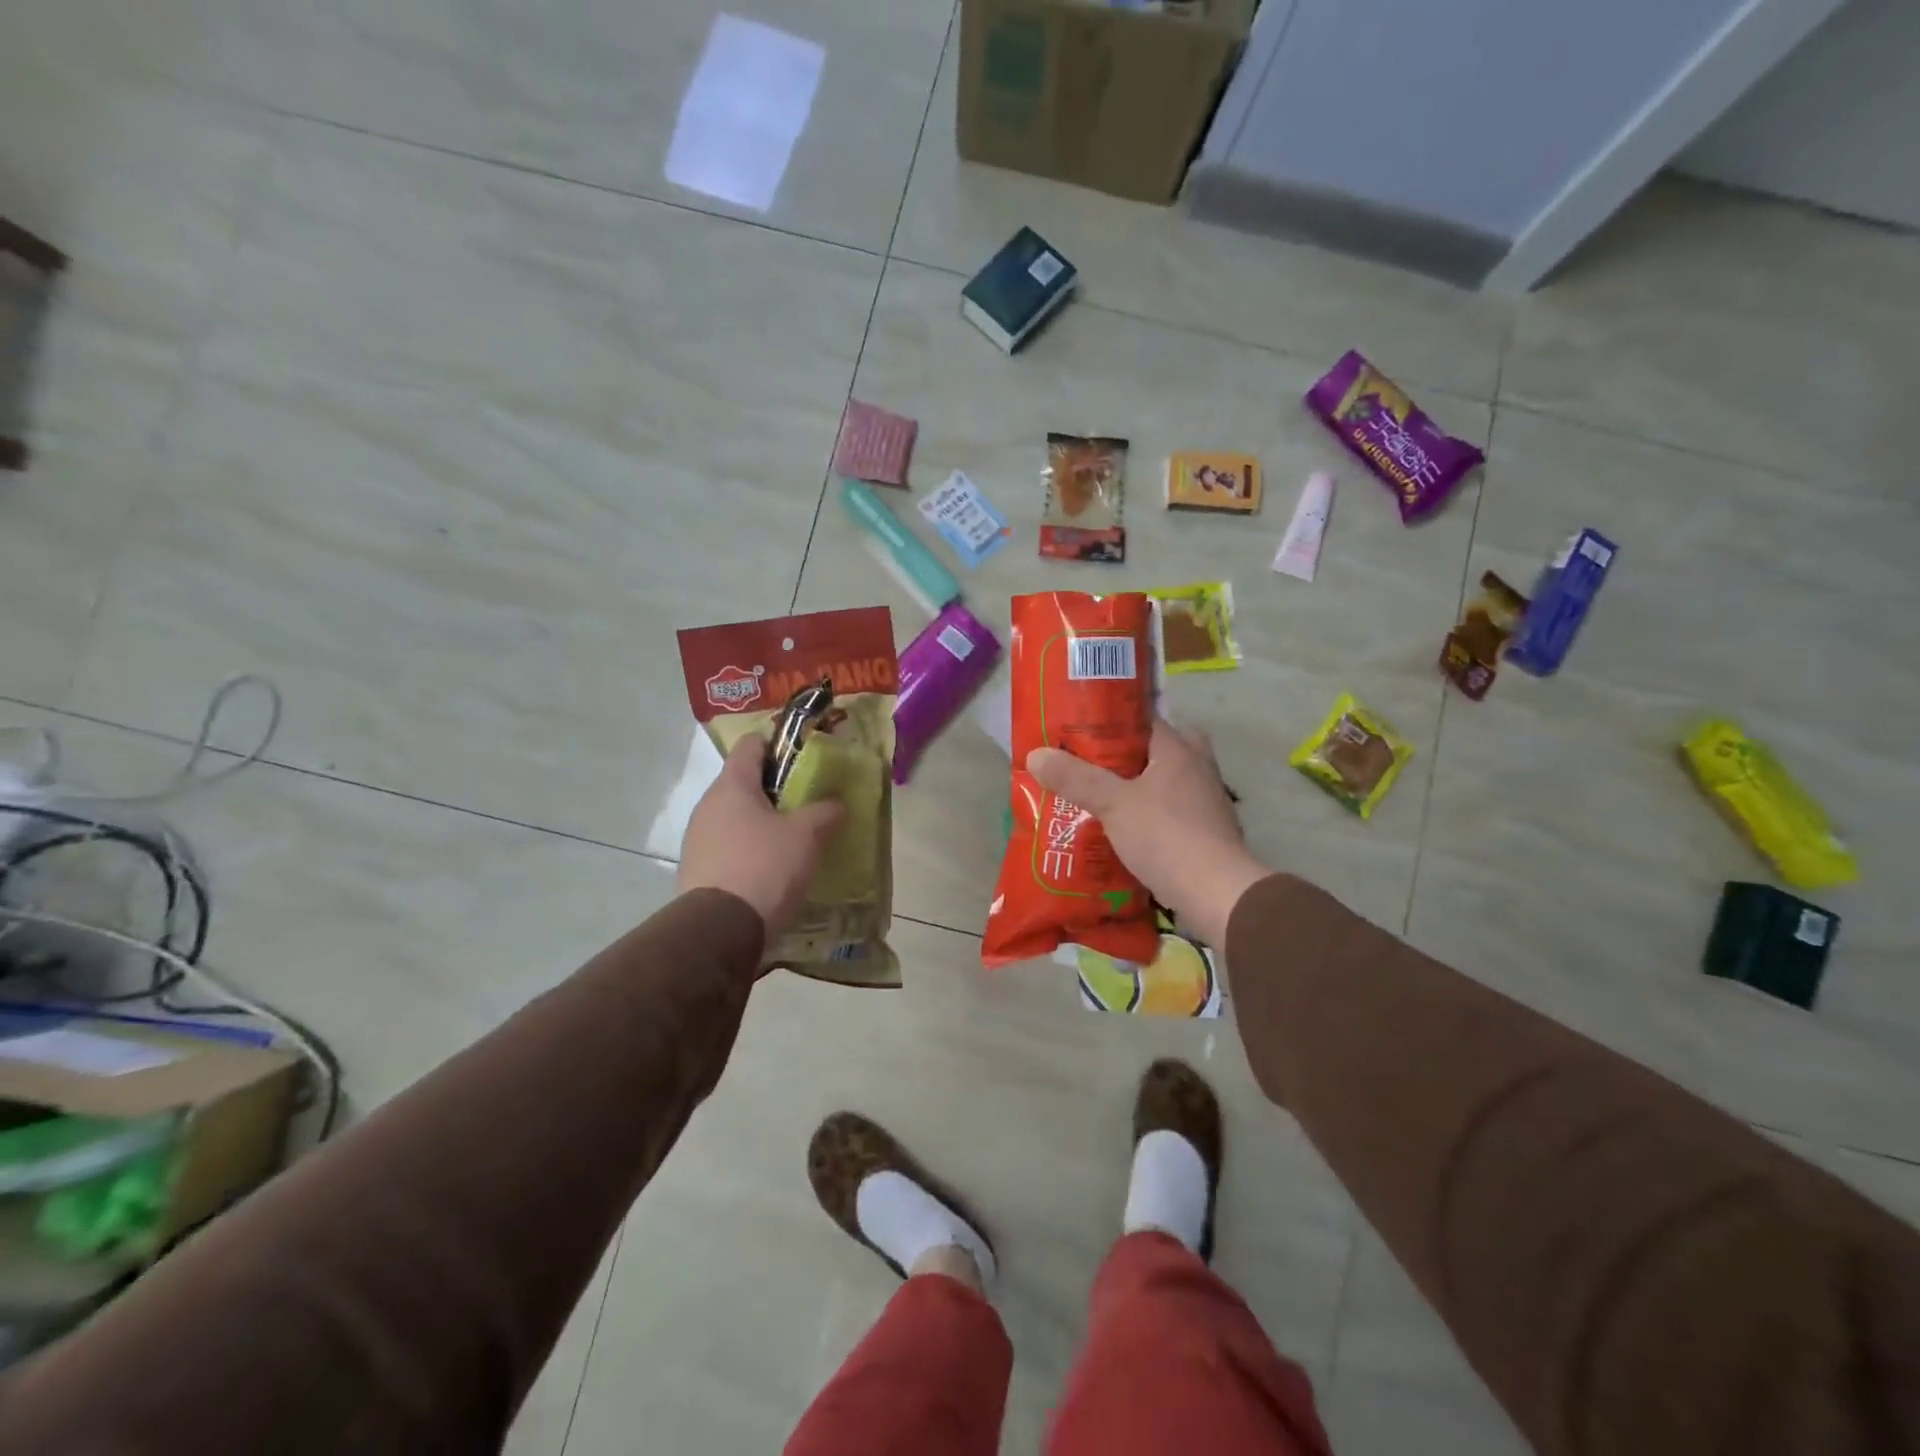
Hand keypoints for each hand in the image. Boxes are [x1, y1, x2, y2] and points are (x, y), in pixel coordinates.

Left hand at [679, 734, 846, 942]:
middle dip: (775, 790)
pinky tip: (770, 869)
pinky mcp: (696, 870)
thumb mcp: (807, 835)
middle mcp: (708, 805)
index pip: (751, 745)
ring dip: (761, 823)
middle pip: (743, 783)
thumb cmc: (765, 866)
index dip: (778, 745)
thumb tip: (836, 803)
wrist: (720, 930)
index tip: (803, 758)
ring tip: (791, 840)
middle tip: (806, 803)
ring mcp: (697, 839)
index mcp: (732, 785)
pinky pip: (727, 847)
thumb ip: (824, 811)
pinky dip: (749, 850)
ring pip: (735, 817)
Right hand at [1027, 719, 1266, 948]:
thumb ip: (1075, 778)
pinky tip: (1121, 828)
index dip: (1111, 722)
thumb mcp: (1113, 803)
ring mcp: (1206, 802)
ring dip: (1137, 788)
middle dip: (1126, 757)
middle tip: (1092, 765)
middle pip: (1157, 751)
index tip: (1080, 731)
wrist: (1216, 894)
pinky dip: (1148, 816)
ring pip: (1164, 783)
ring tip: (1098, 796)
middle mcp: (1198, 768)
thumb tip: (1035, 754)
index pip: (1144, 720)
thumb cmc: (1166, 835)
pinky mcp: (1205, 833)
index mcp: (1179, 749)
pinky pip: (1169, 813)